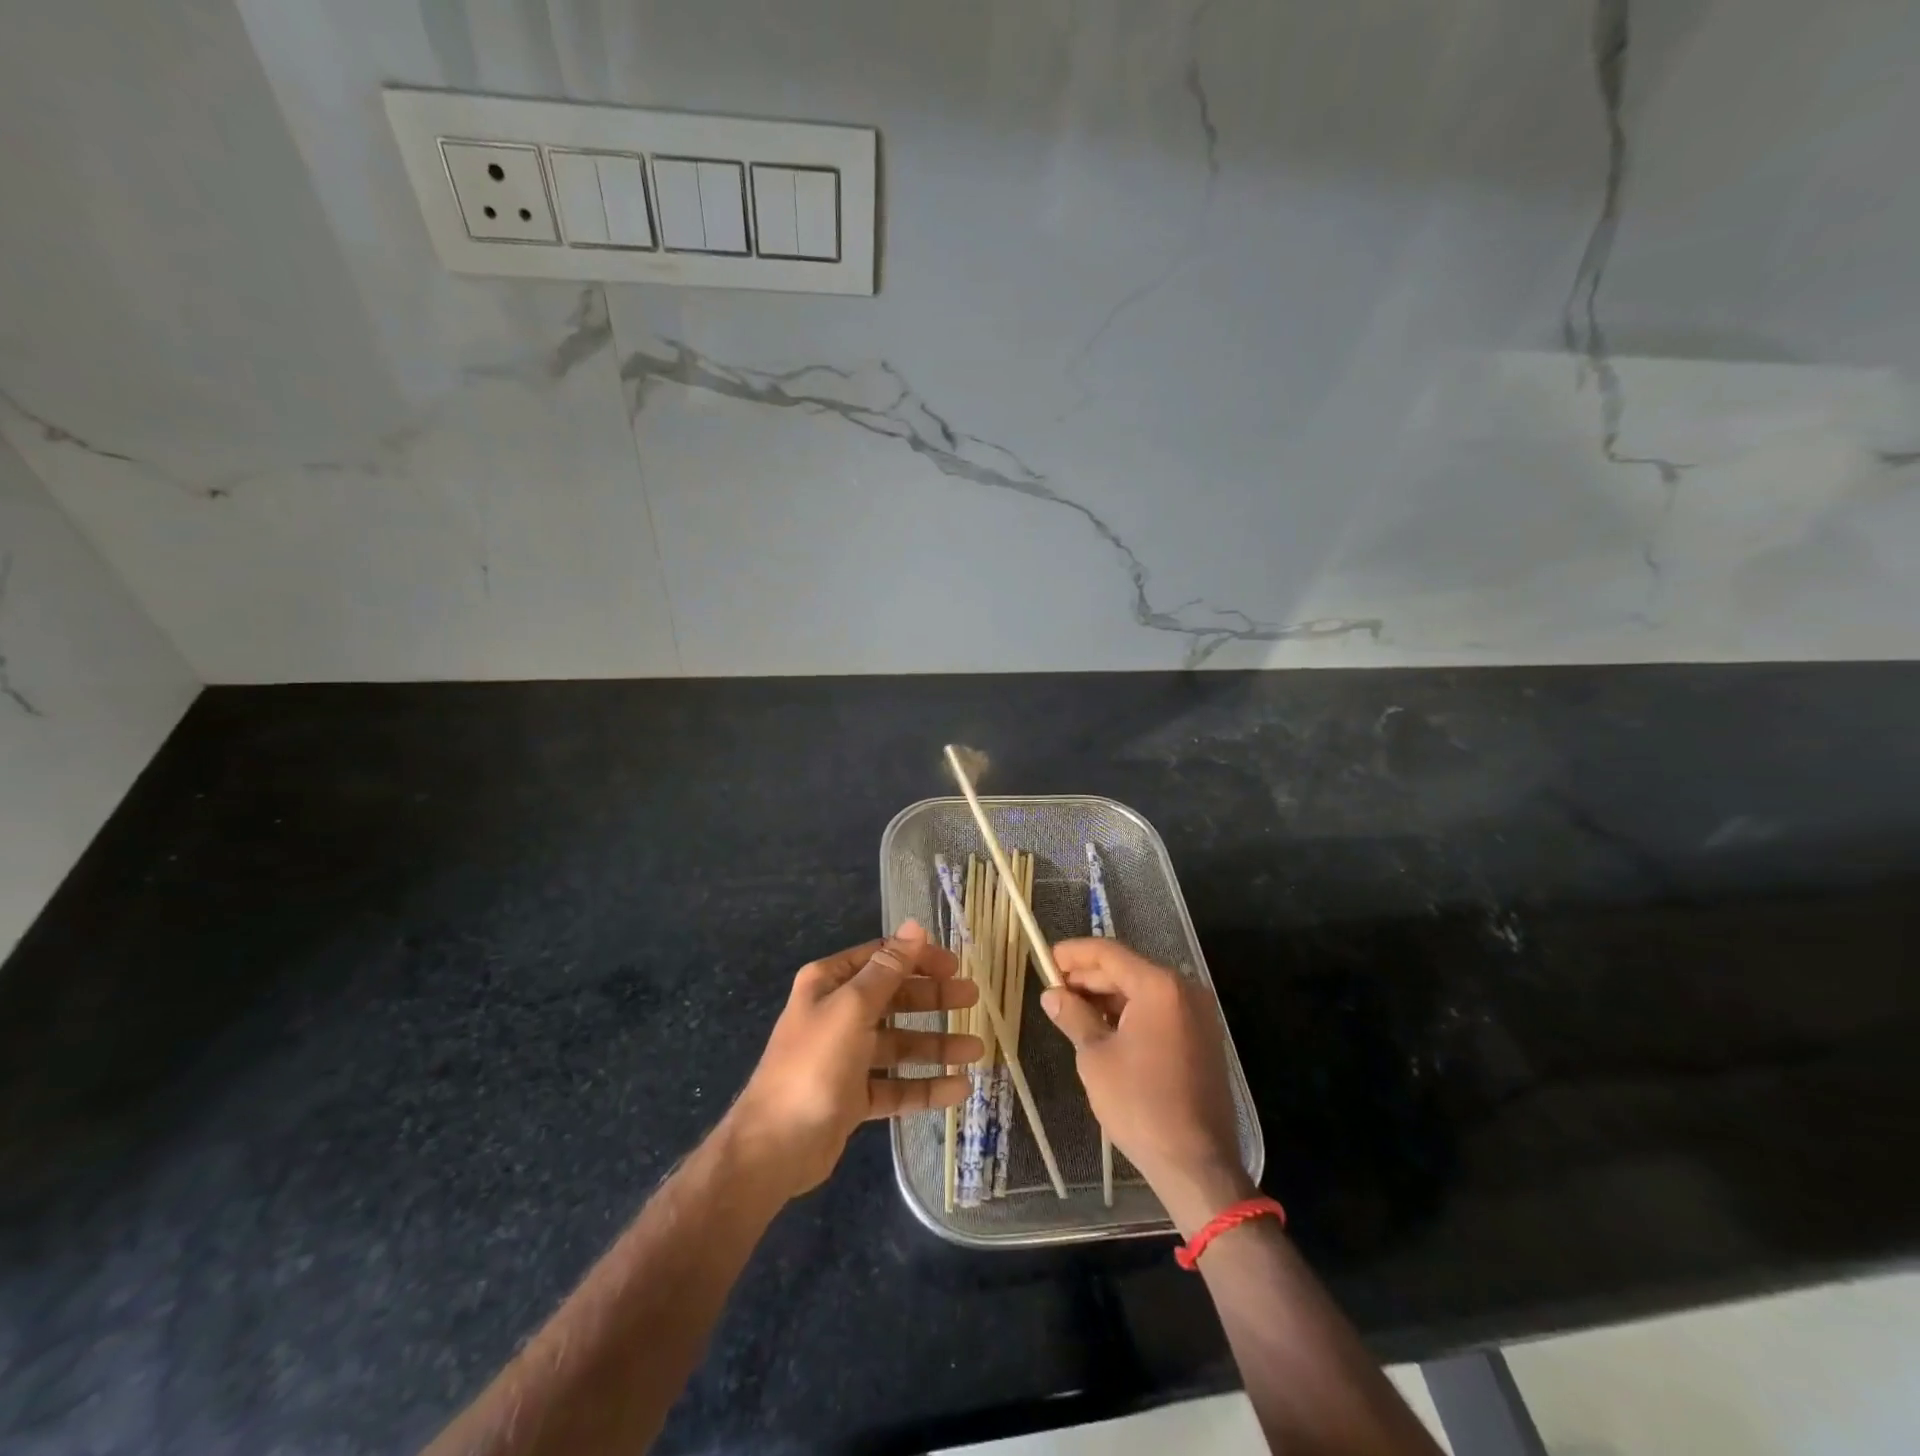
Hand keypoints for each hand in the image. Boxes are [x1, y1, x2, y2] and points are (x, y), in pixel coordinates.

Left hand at [727, 921, 981, 1198]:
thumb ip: (889, 968)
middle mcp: (837, 1014)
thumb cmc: (815, 1063)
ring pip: (900, 1044)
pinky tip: (958, 1090)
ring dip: (936, 1045)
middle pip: (895, 999)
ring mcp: (846, 1056)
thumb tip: (915, 926)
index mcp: (830, 983)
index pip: (881, 958)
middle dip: (933, 1000)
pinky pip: (896, 1085)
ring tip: (976, 1050)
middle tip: (972, 1000)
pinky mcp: (853, 1095)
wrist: (774, 1146)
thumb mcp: (854, 1007)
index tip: (955, 966)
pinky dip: (925, 1086)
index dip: (918, 958)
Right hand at [1042, 939, 1254, 1234]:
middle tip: (1053, 988)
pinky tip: (1102, 1028)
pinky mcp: (1202, 1039)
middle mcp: (1184, 991)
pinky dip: (1130, 1014)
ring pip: (1143, 992)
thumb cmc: (1140, 1104)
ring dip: (1107, 997)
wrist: (1196, 1164)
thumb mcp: (1095, 1057)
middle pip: (1127, 970)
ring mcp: (1198, 1015)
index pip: (1109, 953)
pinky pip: (1159, 1012)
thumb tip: (1052, 995)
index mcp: (1160, 987)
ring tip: (1071, 1009)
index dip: (1073, 954)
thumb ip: (1073, 1016)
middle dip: (1088, 977)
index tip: (1045, 958)